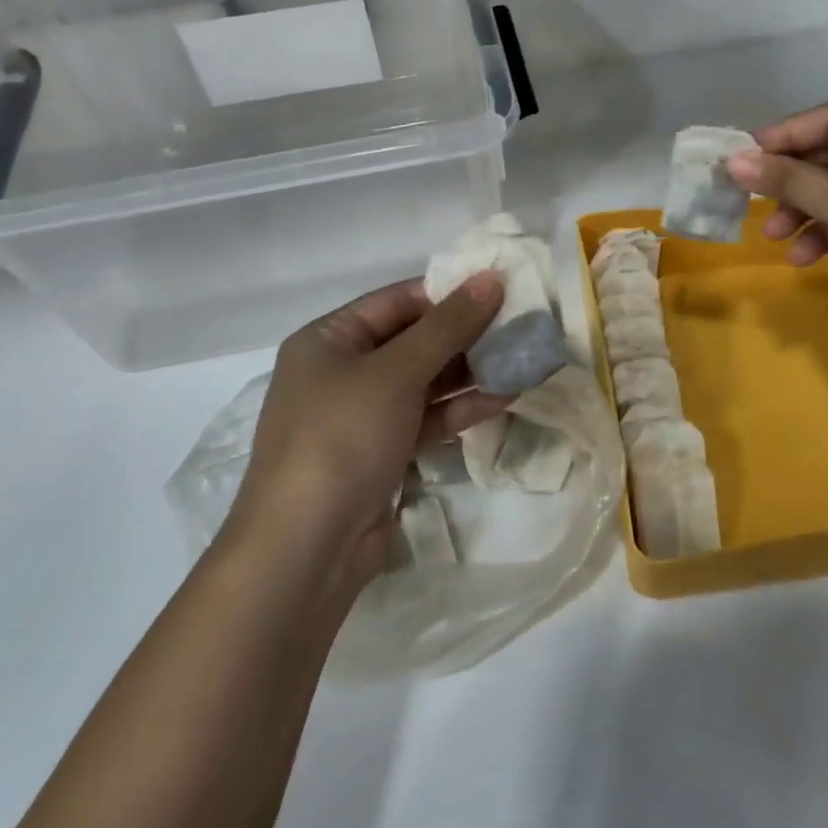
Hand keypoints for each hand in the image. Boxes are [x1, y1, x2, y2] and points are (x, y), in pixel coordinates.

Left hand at [226, 274, 510, 592]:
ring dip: (470, 372)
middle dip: (466, 335)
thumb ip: (448, 325)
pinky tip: (503, 397)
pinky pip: (426, 418)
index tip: (500, 288)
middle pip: (413, 340)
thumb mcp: (396, 372)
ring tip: (522, 358)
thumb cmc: (342, 438)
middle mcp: (342, 371)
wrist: (305, 550)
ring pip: (425, 382)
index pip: (397, 301)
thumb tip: (491, 277)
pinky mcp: (382, 453)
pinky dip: (459, 409)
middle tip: (520, 324)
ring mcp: (362, 416)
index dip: (448, 292)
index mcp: (329, 339)